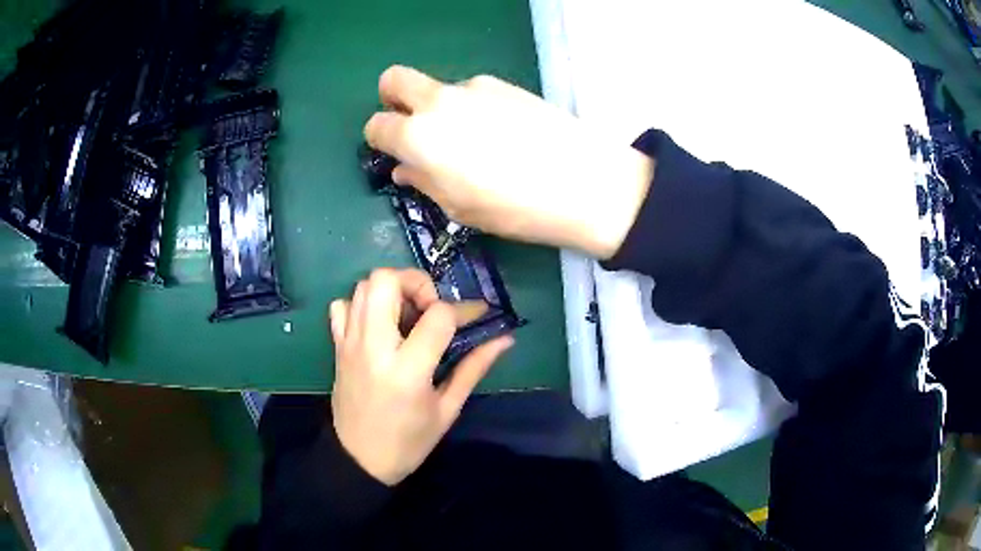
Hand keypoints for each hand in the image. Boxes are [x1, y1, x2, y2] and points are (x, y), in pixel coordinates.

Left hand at [329, 268, 513, 485]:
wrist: (359, 460)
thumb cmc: (409, 442)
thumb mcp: (447, 409)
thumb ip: (473, 368)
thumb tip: (504, 339)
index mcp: (407, 369)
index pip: (437, 316)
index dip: (464, 309)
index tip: (477, 315)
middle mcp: (373, 347)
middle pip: (386, 280)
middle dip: (416, 282)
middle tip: (430, 306)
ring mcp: (350, 343)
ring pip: (363, 286)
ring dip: (391, 289)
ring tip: (408, 314)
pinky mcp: (338, 347)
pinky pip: (343, 306)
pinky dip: (361, 304)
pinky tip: (378, 325)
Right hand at [364, 65, 653, 258]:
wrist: (584, 181)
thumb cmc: (514, 207)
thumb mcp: (459, 207)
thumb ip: (423, 182)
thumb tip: (404, 168)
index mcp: (419, 136)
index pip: (377, 125)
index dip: (378, 139)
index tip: (390, 152)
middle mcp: (439, 101)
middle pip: (395, 80)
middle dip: (392, 99)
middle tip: (411, 125)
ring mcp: (473, 87)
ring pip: (439, 89)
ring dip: (440, 109)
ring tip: (473, 142)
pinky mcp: (504, 84)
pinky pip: (472, 92)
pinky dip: (471, 107)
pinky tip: (500, 133)